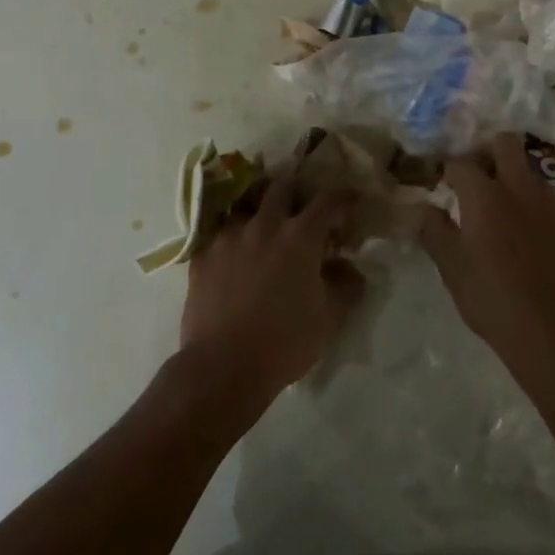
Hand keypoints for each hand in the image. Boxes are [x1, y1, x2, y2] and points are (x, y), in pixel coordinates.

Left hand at [180, 175, 364, 408]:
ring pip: (246, 205)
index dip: (341, 204)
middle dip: (296, 192)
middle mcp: (265, 224)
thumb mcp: (329, 318)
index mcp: (300, 235)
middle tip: (301, 213)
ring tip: (263, 231)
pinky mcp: (202, 255)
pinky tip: (233, 257)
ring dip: (259, 212)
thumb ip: (346, 286)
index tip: (346, 218)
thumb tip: (351, 268)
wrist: (223, 367)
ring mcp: (229, 236)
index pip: (328, 201)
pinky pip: (218, 234)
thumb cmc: (284, 342)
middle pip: (282, 186)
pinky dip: (231, 239)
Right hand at [420, 133, 554, 366]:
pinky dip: (550, 218)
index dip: (451, 170)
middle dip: (493, 153)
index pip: (460, 162)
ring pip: (534, 177)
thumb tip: (428, 209)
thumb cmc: (494, 299)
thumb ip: (435, 232)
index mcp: (483, 195)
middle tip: (486, 181)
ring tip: (519, 223)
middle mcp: (520, 186)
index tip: (448, 185)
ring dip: (522, 189)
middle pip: (506, 143)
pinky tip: (549, 247)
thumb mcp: (452, 270)